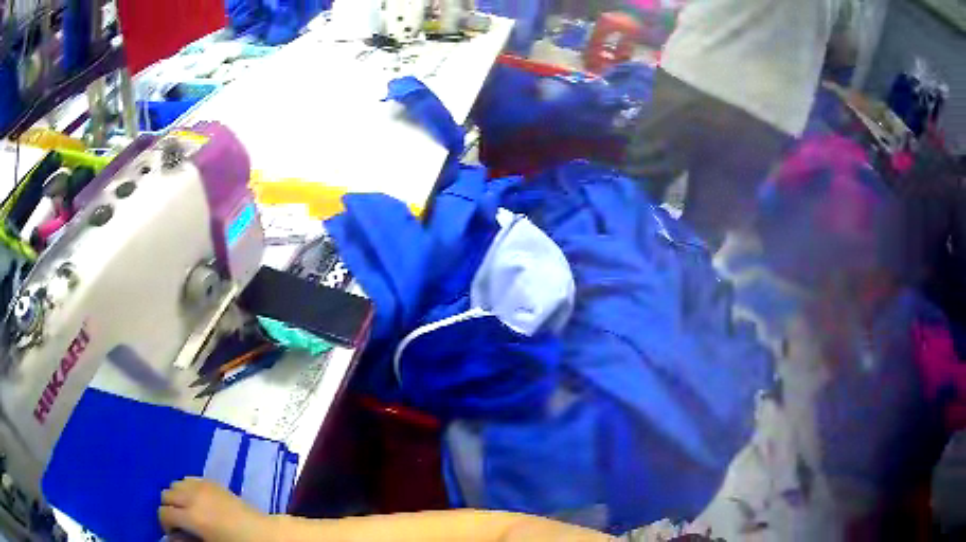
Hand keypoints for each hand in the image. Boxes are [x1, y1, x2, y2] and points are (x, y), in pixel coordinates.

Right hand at [159, 477, 275, 541]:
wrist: (263, 534)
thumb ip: (187, 541)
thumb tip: (171, 538)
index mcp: (192, 517)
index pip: (164, 513)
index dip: (165, 524)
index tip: (173, 533)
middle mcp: (193, 497)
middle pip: (166, 494)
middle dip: (169, 508)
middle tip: (179, 522)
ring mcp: (202, 486)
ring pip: (175, 484)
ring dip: (177, 496)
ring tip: (187, 510)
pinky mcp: (212, 481)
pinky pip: (189, 479)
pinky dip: (187, 488)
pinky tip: (196, 501)